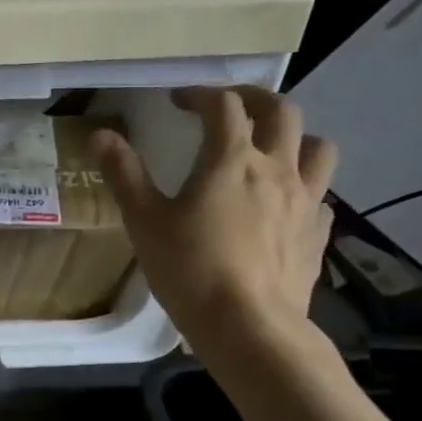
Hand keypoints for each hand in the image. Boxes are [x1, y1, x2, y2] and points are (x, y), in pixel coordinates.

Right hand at [91, 86, 336, 364]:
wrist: (248, 326)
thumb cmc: (189, 269)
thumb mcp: (145, 221)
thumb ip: (124, 174)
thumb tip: (101, 135)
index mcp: (232, 160)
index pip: (223, 106)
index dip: (200, 94)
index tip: (178, 100)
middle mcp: (277, 169)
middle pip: (282, 111)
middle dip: (253, 99)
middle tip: (227, 107)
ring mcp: (306, 200)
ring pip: (317, 146)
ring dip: (294, 135)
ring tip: (270, 147)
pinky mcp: (318, 232)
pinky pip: (320, 193)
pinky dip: (302, 185)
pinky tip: (283, 204)